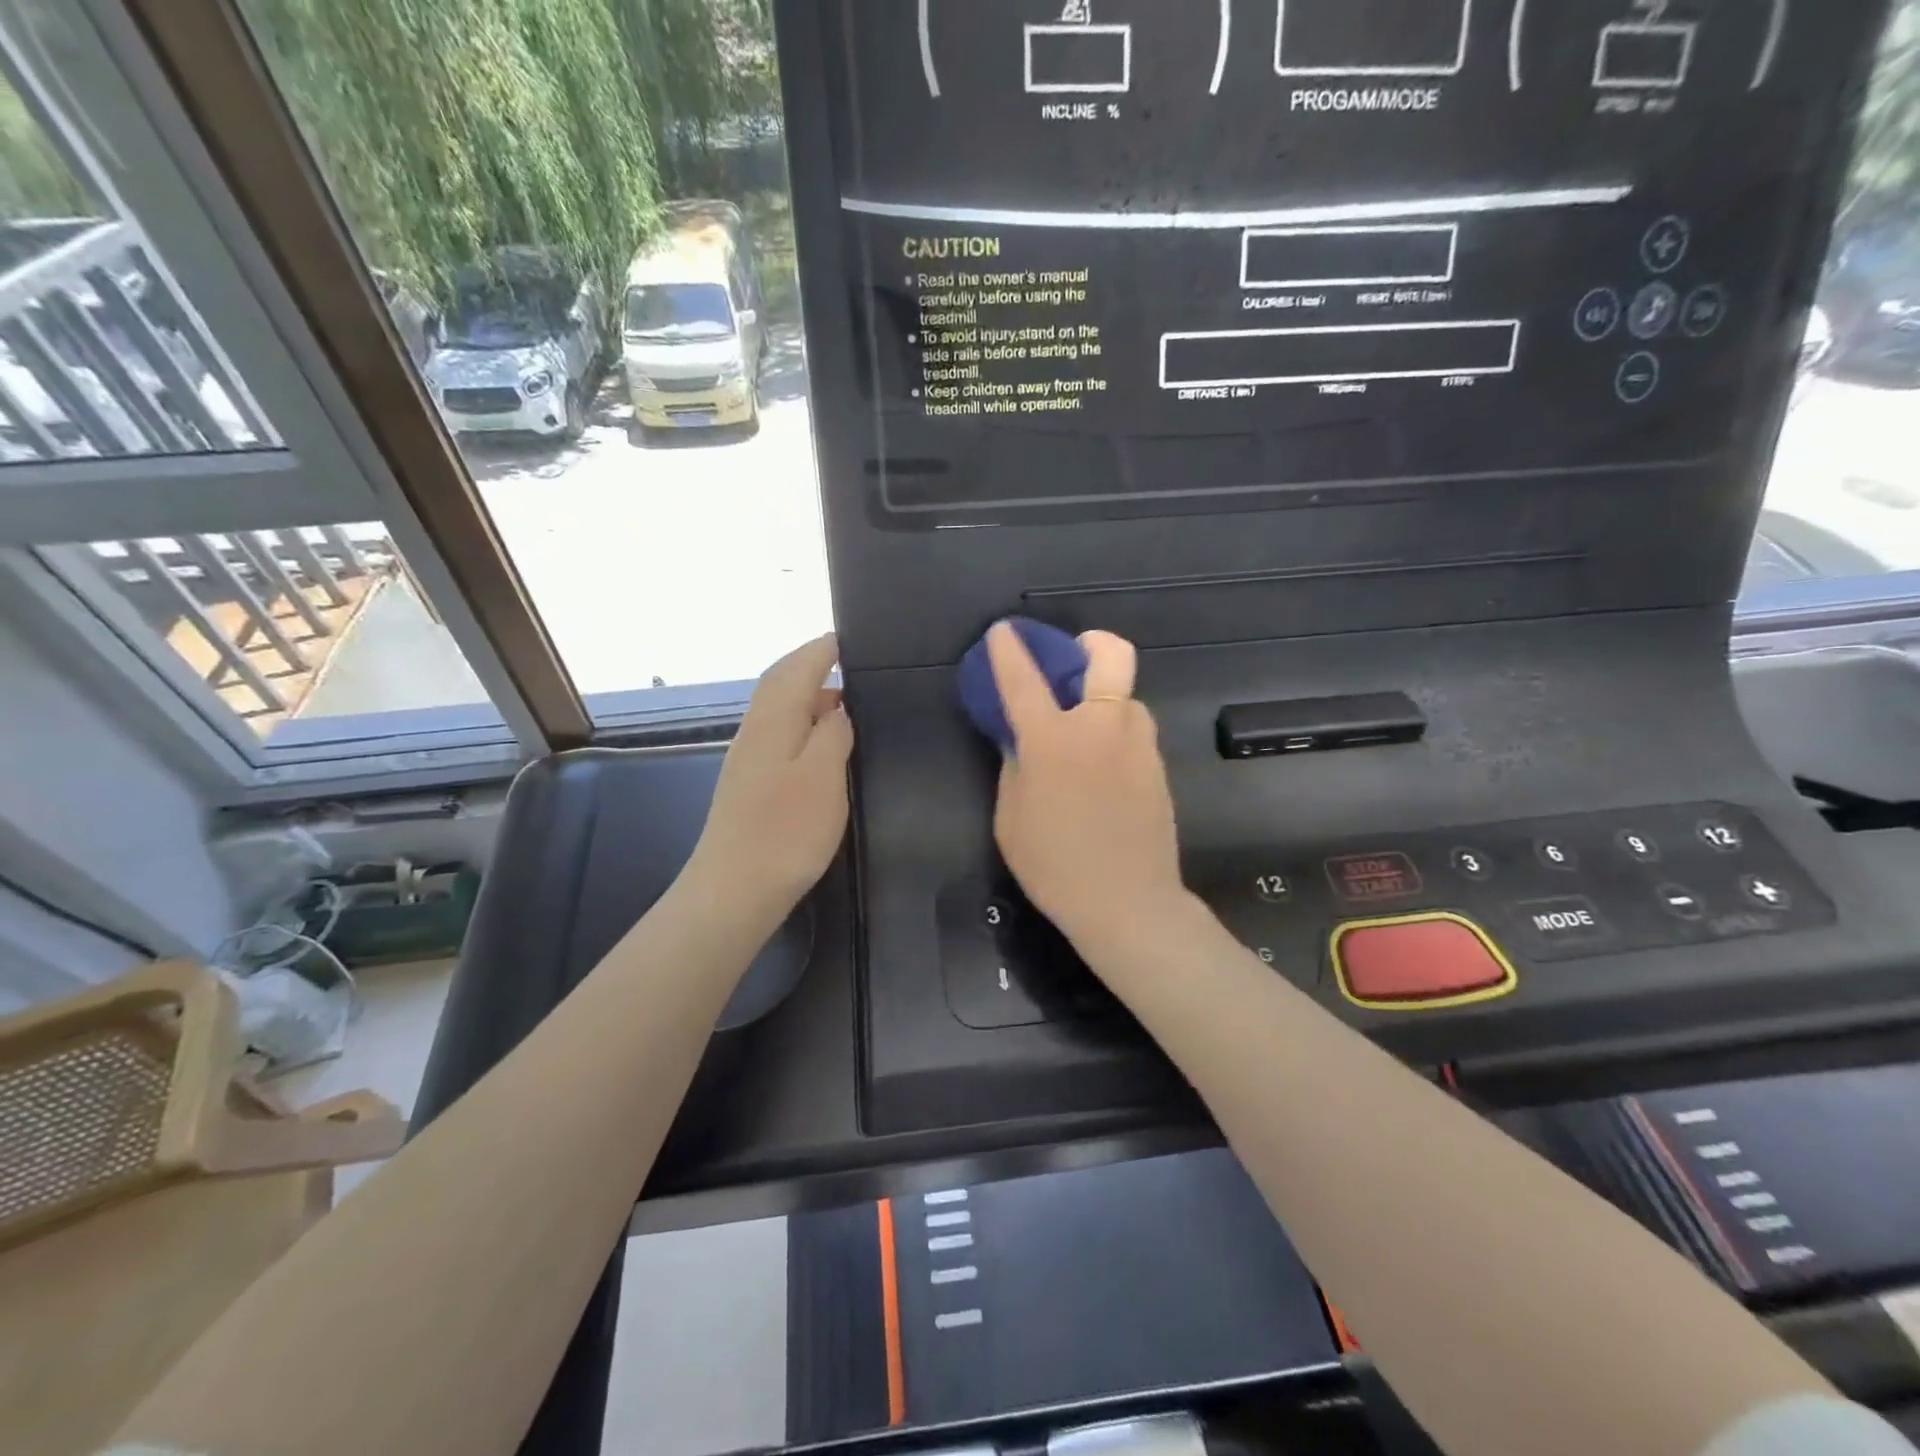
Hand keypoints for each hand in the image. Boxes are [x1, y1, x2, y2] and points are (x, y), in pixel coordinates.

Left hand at [693, 634, 853, 911]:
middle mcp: (755, 731)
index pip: (795, 669)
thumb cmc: (786, 830)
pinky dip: (800, 722)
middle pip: (780, 684)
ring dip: (805, 695)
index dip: (820, 651)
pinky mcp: (749, 784)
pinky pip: (777, 733)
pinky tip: (819, 741)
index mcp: (773, 722)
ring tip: (842, 699)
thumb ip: (833, 733)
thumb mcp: (824, 776)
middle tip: (846, 661)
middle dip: (809, 666)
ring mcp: (748, 759)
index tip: (844, 638)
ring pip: (777, 709)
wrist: (734, 889)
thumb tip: (836, 708)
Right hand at [988, 623, 1184, 951]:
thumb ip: (1014, 767)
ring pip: (1127, 695)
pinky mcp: (1159, 766)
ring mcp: (1138, 744)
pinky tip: (1104, 769)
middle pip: (1111, 654)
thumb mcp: (1011, 819)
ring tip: (1085, 731)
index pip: (1024, 679)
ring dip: (1105, 698)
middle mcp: (1101, 727)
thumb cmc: (1054, 867)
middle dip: (1090, 643)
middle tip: (1072, 662)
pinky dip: (1117, 732)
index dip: (1009, 650)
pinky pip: (1136, 731)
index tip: (1003, 632)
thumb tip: (1019, 740)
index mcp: (1053, 740)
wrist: (1127, 905)